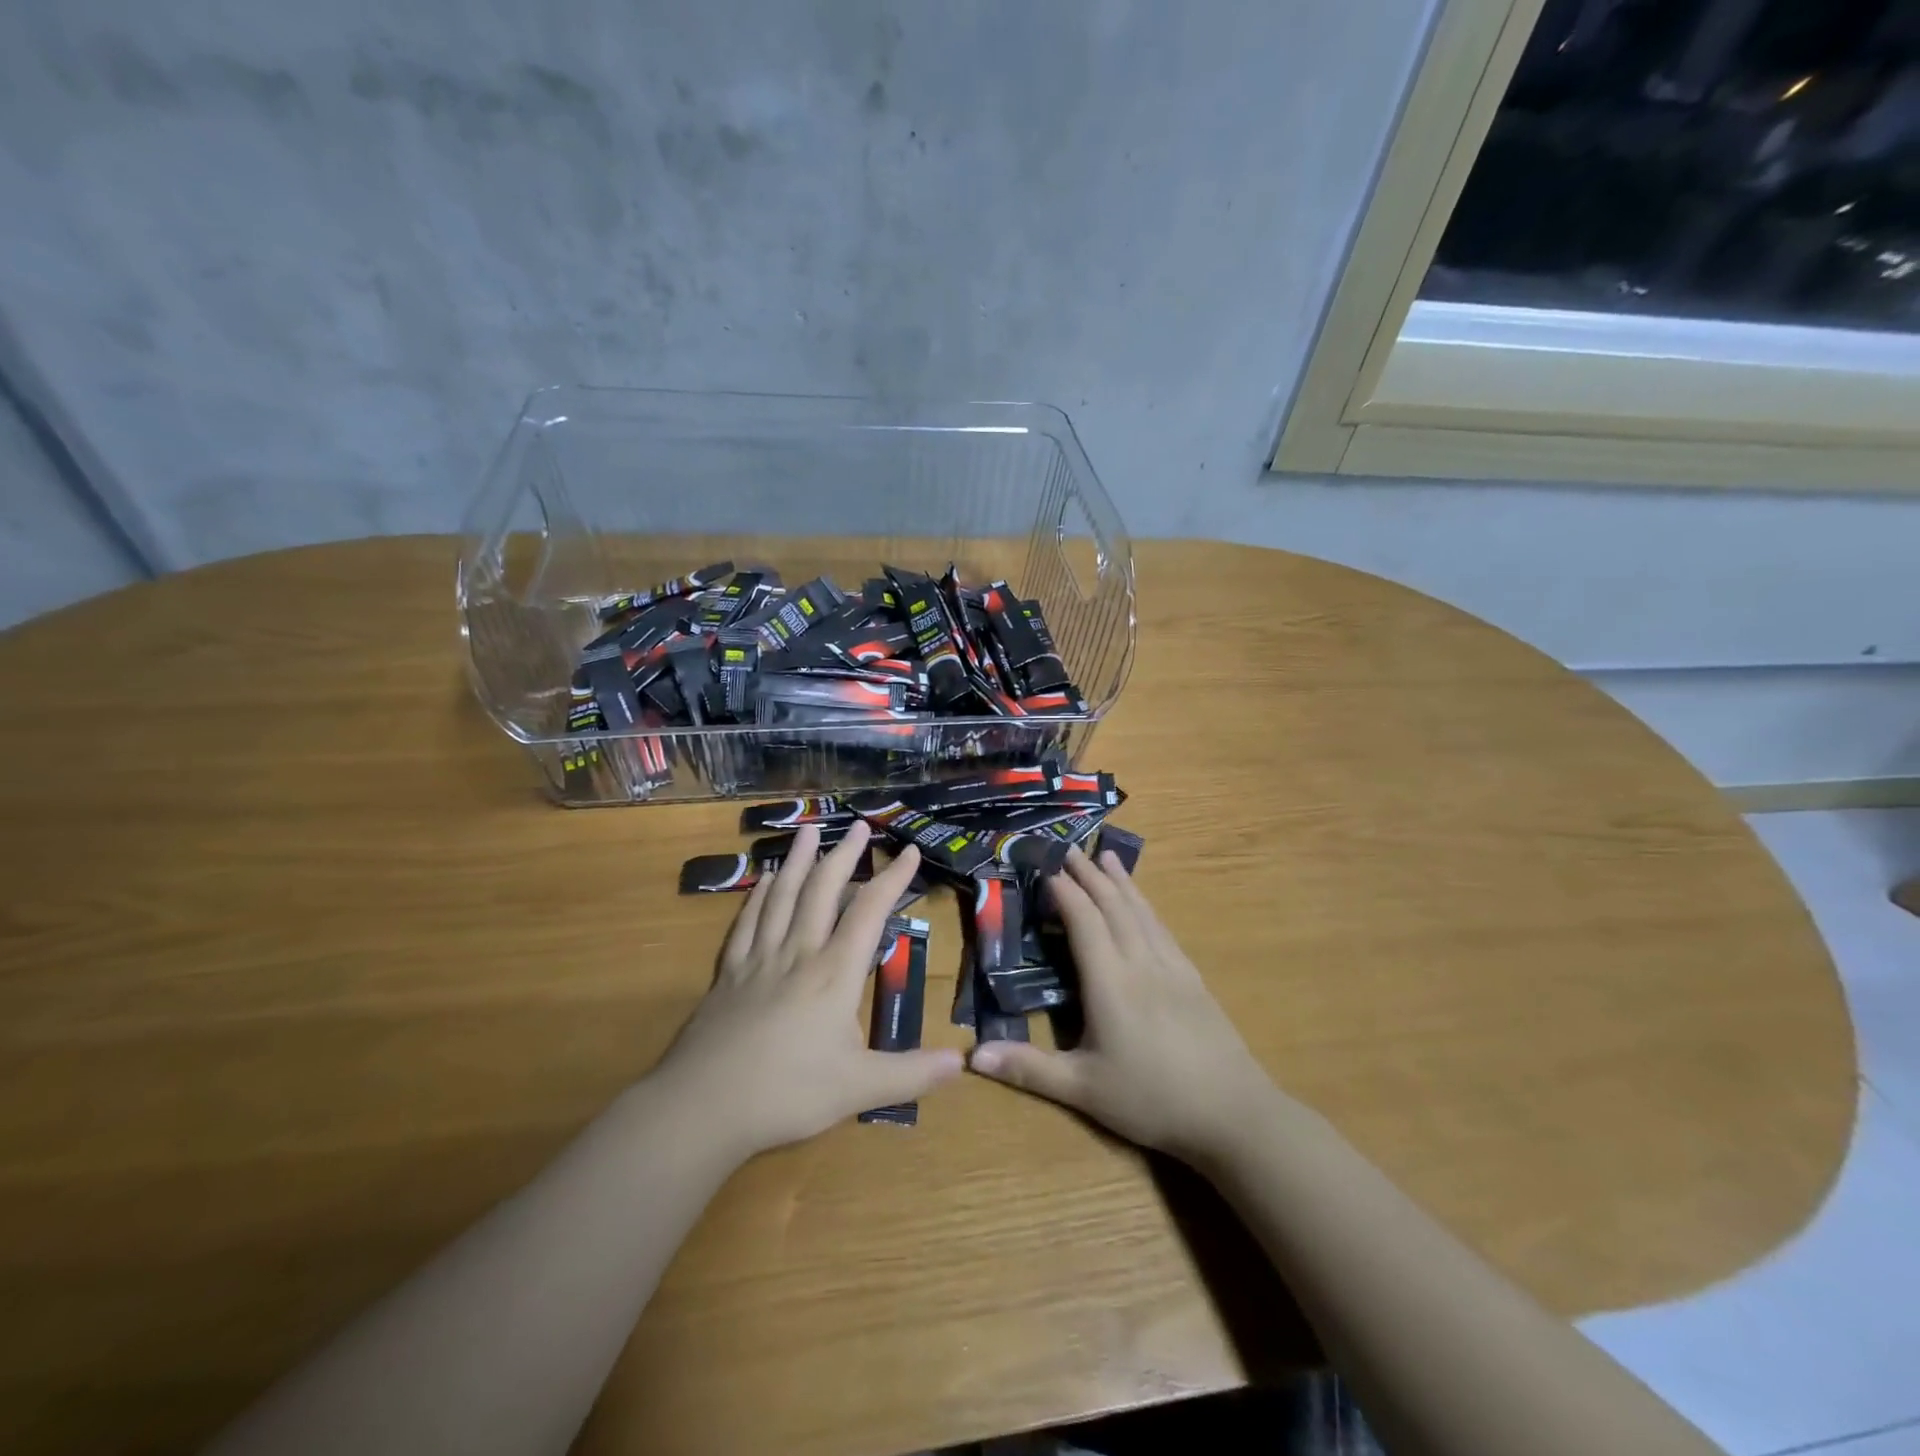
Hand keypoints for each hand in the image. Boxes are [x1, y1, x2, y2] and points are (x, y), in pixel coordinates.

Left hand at [650, 821, 962, 1159]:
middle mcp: (798, 953)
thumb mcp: (859, 1088)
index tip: (908, 851)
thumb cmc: (787, 1094)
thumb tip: (963, 1062)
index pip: (869, 912)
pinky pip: (746, 922)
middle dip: (844, 855)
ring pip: (781, 896)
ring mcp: (758, 959)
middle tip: (858, 826)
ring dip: (797, 860)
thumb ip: (911, 1074)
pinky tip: (761, 880)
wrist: (703, 1107)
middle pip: (822, 890)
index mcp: (834, 973)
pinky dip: (757, 896)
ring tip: (808, 830)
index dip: (892, 879)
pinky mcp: (729, 973)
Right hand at [968, 845, 1275, 1162]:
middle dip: (1088, 874)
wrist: (1233, 1113)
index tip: (1046, 868)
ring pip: (1141, 911)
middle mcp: (1140, 962)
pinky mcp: (1193, 978)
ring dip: (1120, 881)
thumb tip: (973, 1055)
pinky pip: (1162, 928)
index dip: (1064, 892)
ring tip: (1106, 856)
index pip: (1084, 922)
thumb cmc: (1151, 1099)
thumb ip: (1029, 1069)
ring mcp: (1171, 967)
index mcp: (1110, 982)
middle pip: (1112, 906)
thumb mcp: (1084, 1089)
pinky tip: (1144, 904)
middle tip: (1069, 848)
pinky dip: (1146, 905)